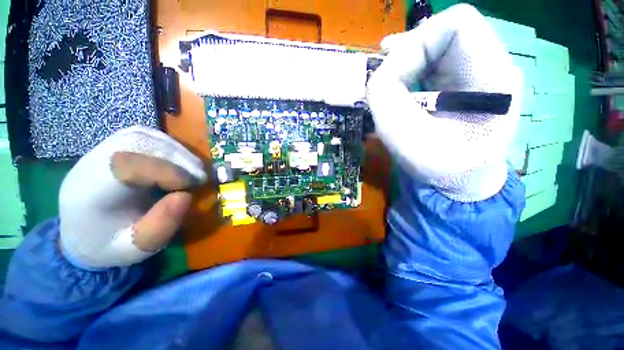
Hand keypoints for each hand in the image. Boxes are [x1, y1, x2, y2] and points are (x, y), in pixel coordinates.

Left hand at [59, 126, 206, 267]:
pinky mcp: (111, 147)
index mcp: (88, 192)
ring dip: (176, 150)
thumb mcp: (137, 248)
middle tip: (199, 176)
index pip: (127, 165)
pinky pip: (144, 135)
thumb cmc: (109, 245)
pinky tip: (179, 160)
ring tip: (193, 168)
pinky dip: (168, 145)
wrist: (82, 235)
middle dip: (177, 158)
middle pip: (138, 143)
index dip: (167, 172)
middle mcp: (90, 164)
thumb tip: (186, 196)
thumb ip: (161, 226)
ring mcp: (98, 151)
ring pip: (143, 135)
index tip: (192, 187)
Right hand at [367, 4, 521, 201]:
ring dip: (407, 58)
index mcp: (493, 77)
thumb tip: (378, 75)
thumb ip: (385, 99)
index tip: (391, 75)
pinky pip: (436, 62)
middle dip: (408, 51)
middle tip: (381, 74)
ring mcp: (478, 75)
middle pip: (446, 32)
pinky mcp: (463, 85)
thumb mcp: (405, 138)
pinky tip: (398, 81)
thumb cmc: (439, 168)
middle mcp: (492, 67)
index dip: (417, 42)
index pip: (458, 24)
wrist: (460, 182)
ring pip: (439, 45)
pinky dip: (412, 68)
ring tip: (385, 76)